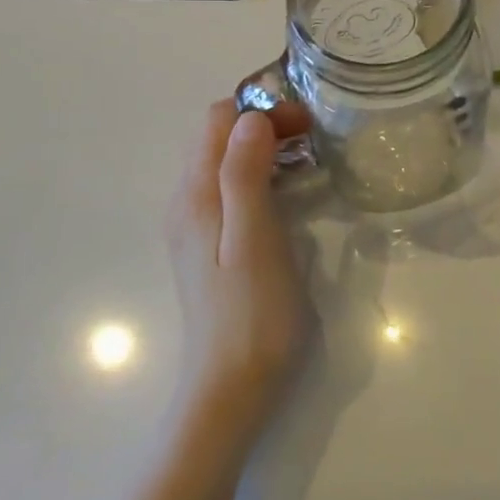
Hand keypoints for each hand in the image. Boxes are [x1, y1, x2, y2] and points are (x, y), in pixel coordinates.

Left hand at [166, 100, 311, 412]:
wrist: (231, 388)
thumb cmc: (253, 314)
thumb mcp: (254, 239)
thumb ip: (245, 176)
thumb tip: (250, 117)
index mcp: (196, 196)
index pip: (219, 120)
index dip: (262, 110)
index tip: (306, 125)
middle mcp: (187, 202)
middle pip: (218, 136)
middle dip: (263, 122)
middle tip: (312, 137)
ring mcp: (195, 225)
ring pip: (224, 160)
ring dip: (263, 146)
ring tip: (307, 158)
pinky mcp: (209, 244)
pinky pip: (229, 187)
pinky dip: (259, 172)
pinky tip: (288, 193)